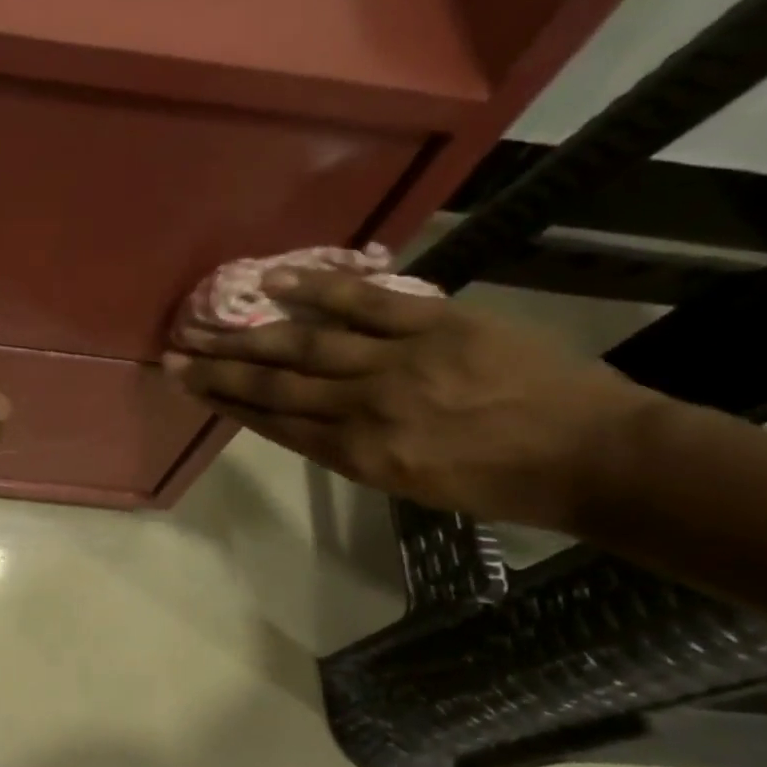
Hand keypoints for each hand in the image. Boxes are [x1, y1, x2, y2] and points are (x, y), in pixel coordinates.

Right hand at [164, 268, 660, 528]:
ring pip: (307, 345)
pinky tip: (274, 282)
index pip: (276, 423)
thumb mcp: (412, 484)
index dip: (226, 403)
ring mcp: (398, 363)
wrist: (592, 455)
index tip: (189, 386)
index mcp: (360, 457)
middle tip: (174, 354)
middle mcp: (366, 410)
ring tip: (204, 322)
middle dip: (219, 369)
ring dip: (248, 334)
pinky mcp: (435, 324)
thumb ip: (353, 450)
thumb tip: (306, 420)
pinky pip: (365, 302)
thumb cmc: (499, 482)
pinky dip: (317, 290)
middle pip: (276, 384)